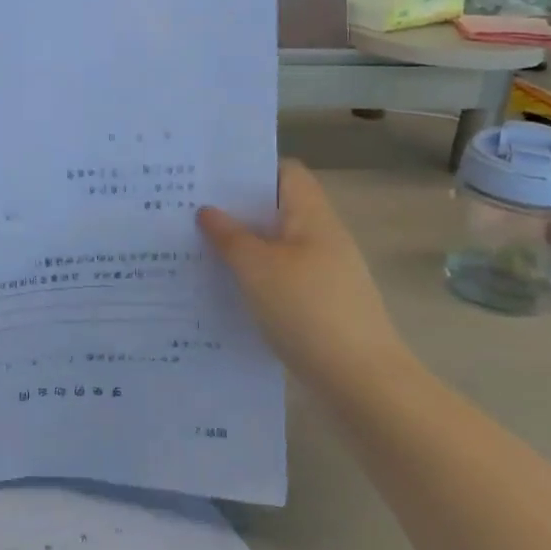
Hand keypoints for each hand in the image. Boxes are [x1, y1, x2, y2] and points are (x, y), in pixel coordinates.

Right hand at [197, 161, 409, 389]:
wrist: (360, 380)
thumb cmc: (307, 310)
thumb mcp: (257, 268)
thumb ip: (229, 236)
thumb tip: (207, 210)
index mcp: (312, 216)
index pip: (285, 172)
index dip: (251, 169)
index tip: (210, 178)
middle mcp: (322, 237)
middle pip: (278, 209)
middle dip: (237, 210)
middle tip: (190, 213)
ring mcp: (325, 272)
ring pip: (276, 246)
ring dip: (243, 246)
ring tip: (198, 250)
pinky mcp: (321, 304)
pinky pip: (281, 277)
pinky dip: (255, 277)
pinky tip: (226, 291)